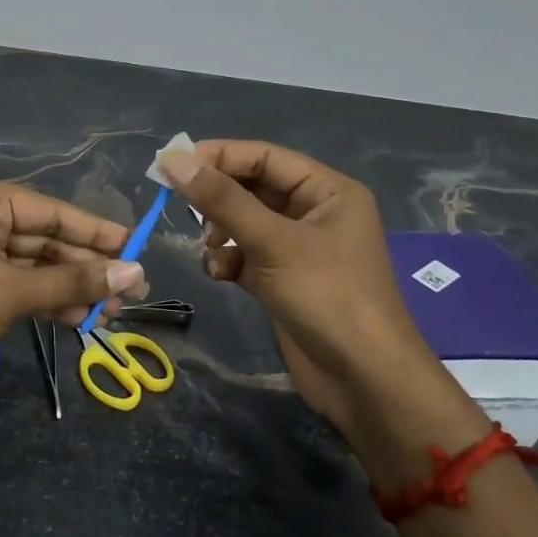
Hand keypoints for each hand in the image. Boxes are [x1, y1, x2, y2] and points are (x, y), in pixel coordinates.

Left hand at [0, 176, 147, 380]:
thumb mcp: (14, 292)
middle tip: (129, 290)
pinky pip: (16, 281)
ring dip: (68, 287)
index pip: (52, 211)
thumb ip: (74, 281)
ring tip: (110, 311)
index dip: (96, 232)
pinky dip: (44, 298)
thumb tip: (133, 272)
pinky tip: (77, 317)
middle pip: (44, 238)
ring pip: (33, 264)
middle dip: (85, 267)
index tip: (135, 246)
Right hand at [157, 141, 441, 426]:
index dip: (220, 156)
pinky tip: (220, 274)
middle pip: (253, 188)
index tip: (173, 164)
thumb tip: (173, 159)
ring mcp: (299, 249)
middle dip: (218, 198)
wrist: (363, 380)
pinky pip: (246, 255)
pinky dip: (228, 260)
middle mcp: (315, 213)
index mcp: (327, 191)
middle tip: (179, 203)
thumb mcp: (273, 241)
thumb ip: (221, 199)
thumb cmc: (327, 296)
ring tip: (211, 247)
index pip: (265, 157)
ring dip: (220, 231)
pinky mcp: (283, 280)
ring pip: (245, 222)